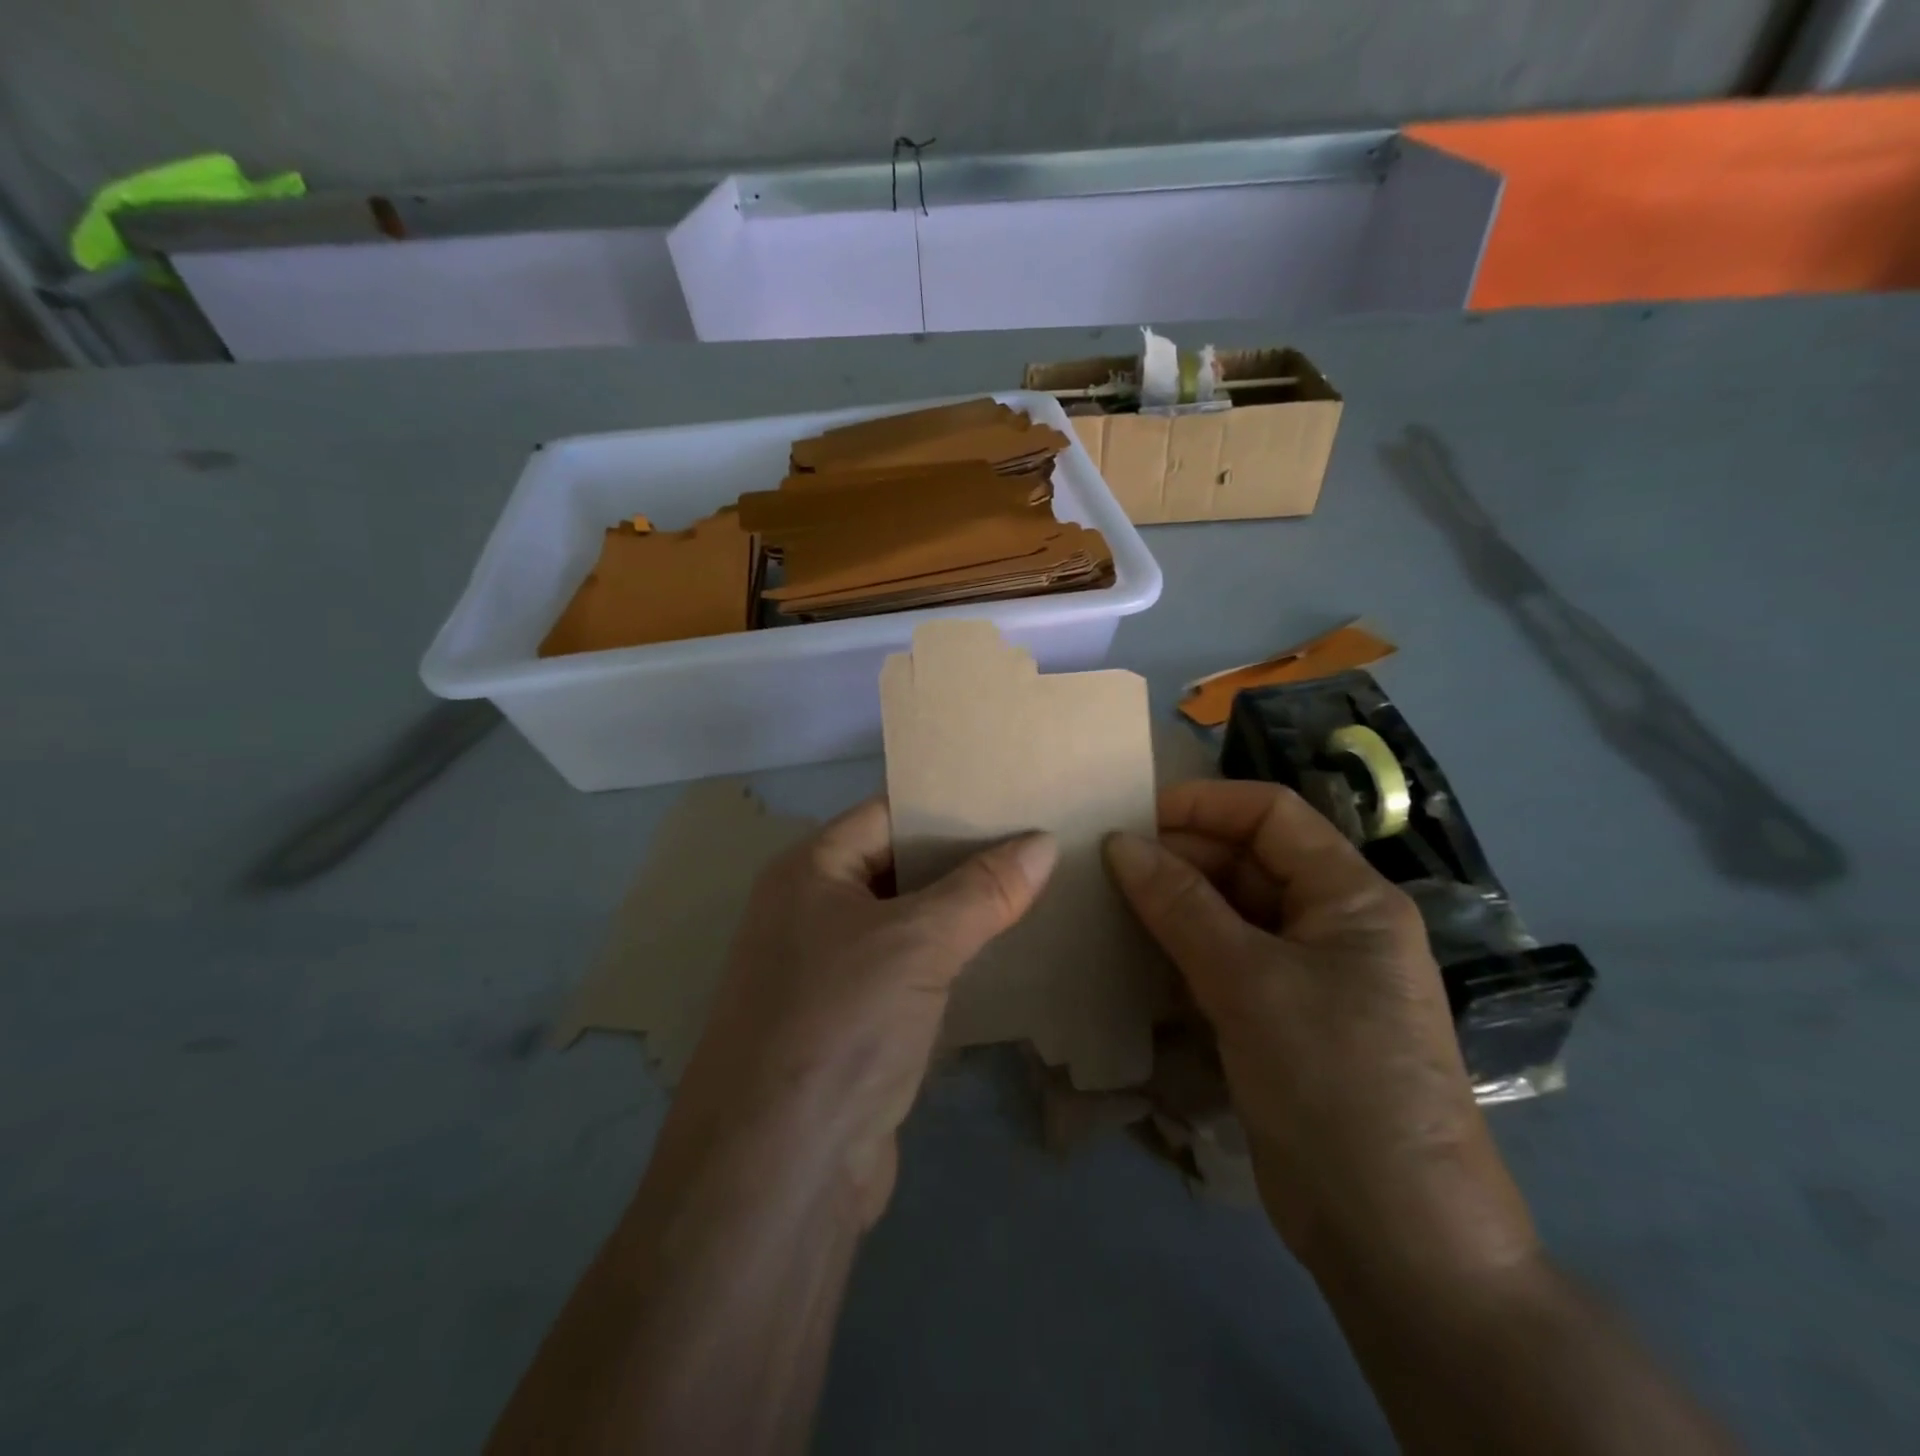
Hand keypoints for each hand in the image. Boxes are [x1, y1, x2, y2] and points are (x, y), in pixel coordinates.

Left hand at [666, 797, 1056, 1224]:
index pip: (887, 814)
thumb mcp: (917, 942)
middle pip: (899, 868)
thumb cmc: (839, 1025)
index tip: (1014, 800)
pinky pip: (912, 975)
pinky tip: (1007, 959)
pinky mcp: (855, 1027)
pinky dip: (953, 964)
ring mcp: (831, 973)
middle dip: (965, 861)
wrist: (779, 1175)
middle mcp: (812, 913)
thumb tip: (1044, 841)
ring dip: (964, 915)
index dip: (947, 805)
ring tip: (1039, 892)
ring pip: (909, 925)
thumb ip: (982, 889)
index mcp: (809, 872)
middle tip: (1041, 845)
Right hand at [1104, 780, 1536, 1288]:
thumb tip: (1118, 843)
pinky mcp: (1279, 1021)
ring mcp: (1305, 977)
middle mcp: (1330, 926)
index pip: (1271, 816)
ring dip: (1171, 910)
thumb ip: (1180, 906)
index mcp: (1351, 897)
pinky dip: (1179, 956)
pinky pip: (1222, 965)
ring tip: (1103, 907)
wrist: (1394, 1236)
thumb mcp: (1250, 981)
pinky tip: (1130, 960)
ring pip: (1228, 916)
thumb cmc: (1334, 1081)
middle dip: (1178, 861)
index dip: (1203, 805)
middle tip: (1102, 871)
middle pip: (1246, 864)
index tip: (1130, 818)